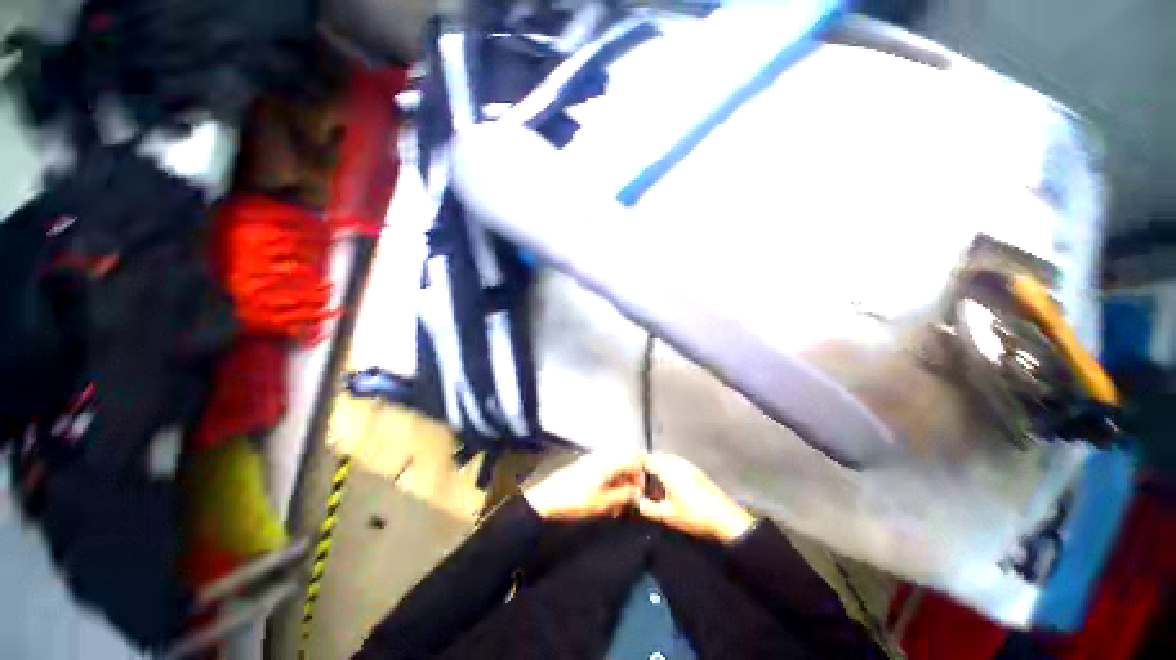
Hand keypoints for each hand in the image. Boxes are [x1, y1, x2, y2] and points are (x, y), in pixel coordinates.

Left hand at [524, 452, 643, 520]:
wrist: (548, 497)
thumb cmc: (577, 500)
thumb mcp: (604, 502)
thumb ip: (624, 495)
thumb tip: (637, 492)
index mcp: (609, 461)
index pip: (634, 461)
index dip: (640, 478)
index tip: (638, 495)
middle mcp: (603, 455)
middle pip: (625, 462)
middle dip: (630, 480)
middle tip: (627, 500)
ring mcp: (593, 458)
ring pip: (615, 466)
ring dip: (619, 483)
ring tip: (616, 504)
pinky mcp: (585, 464)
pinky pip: (604, 468)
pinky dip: (609, 481)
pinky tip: (604, 498)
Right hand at [638, 453, 755, 543]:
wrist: (725, 518)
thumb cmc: (693, 515)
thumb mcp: (667, 515)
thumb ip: (648, 508)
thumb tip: (636, 502)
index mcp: (667, 469)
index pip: (646, 458)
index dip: (635, 462)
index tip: (627, 468)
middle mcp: (677, 462)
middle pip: (656, 456)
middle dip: (646, 463)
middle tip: (637, 475)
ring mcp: (688, 465)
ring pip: (667, 458)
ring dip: (657, 464)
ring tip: (650, 479)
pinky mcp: (696, 471)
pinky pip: (676, 462)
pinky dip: (667, 467)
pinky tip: (668, 482)